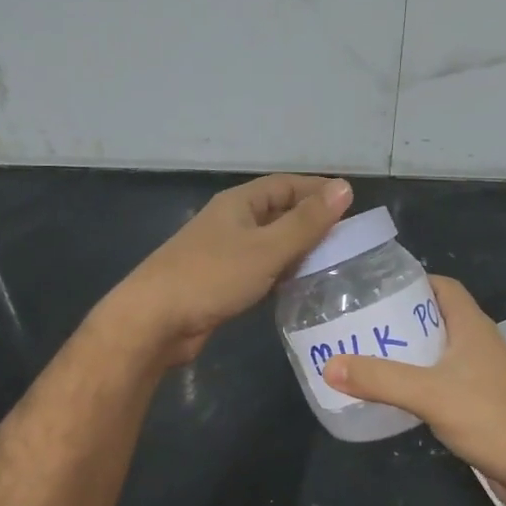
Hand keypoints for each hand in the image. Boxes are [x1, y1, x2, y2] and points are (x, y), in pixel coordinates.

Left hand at [105, 175, 353, 365]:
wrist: (155, 320)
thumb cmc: (212, 277)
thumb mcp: (266, 248)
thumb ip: (306, 222)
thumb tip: (344, 189)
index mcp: (239, 204)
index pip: (285, 185)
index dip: (317, 190)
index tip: (350, 203)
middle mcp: (230, 222)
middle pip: (277, 213)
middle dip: (310, 222)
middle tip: (347, 238)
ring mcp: (222, 253)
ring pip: (269, 244)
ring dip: (297, 250)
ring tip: (332, 263)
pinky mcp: (220, 282)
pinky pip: (259, 269)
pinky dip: (280, 273)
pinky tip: (299, 287)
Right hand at [325, 277, 505, 505]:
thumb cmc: (489, 417)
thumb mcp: (428, 394)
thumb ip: (379, 379)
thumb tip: (329, 365)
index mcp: (472, 325)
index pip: (443, 286)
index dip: (412, 281)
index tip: (375, 289)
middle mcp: (478, 342)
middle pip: (436, 317)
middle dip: (400, 318)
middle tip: (361, 325)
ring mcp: (482, 373)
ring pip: (439, 349)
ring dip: (408, 350)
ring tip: (368, 355)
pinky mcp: (480, 400)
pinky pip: (443, 378)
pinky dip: (418, 378)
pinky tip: (395, 392)